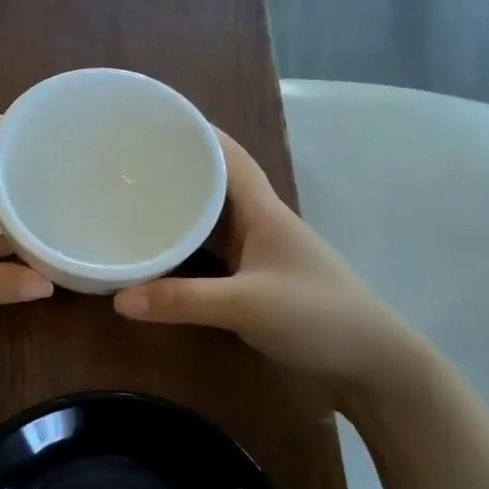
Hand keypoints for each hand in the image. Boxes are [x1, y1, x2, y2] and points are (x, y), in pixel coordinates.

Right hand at [112, 130, 422, 402]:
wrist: (370, 365)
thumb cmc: (318, 318)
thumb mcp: (246, 305)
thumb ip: (183, 301)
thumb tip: (118, 298)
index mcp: (264, 213)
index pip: (229, 157)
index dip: (198, 134)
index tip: (156, 123)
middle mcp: (261, 227)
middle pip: (215, 188)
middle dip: (177, 173)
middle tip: (129, 168)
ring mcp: (260, 258)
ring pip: (213, 224)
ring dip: (181, 213)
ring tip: (135, 205)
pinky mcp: (257, 286)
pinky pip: (212, 258)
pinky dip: (186, 253)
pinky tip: (161, 257)